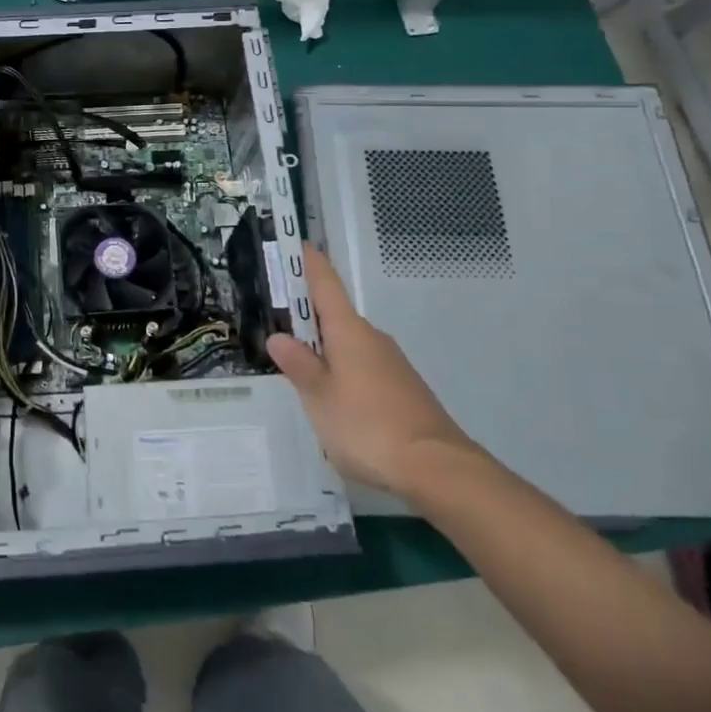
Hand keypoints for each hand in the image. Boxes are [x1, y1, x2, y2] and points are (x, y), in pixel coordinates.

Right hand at [269, 245, 476, 493]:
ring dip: (323, 349)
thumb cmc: (367, 425)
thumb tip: (278, 337)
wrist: (436, 467)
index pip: (325, 283)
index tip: (295, 244)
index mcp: (348, 330)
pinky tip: (331, 401)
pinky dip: (341, 372)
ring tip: (296, 370)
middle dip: (306, 316)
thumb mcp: (319, 397)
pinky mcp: (402, 389)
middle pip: (334, 315)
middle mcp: (371, 338)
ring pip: (348, 345)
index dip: (308, 262)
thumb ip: (298, 365)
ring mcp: (390, 363)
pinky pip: (362, 367)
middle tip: (274, 323)